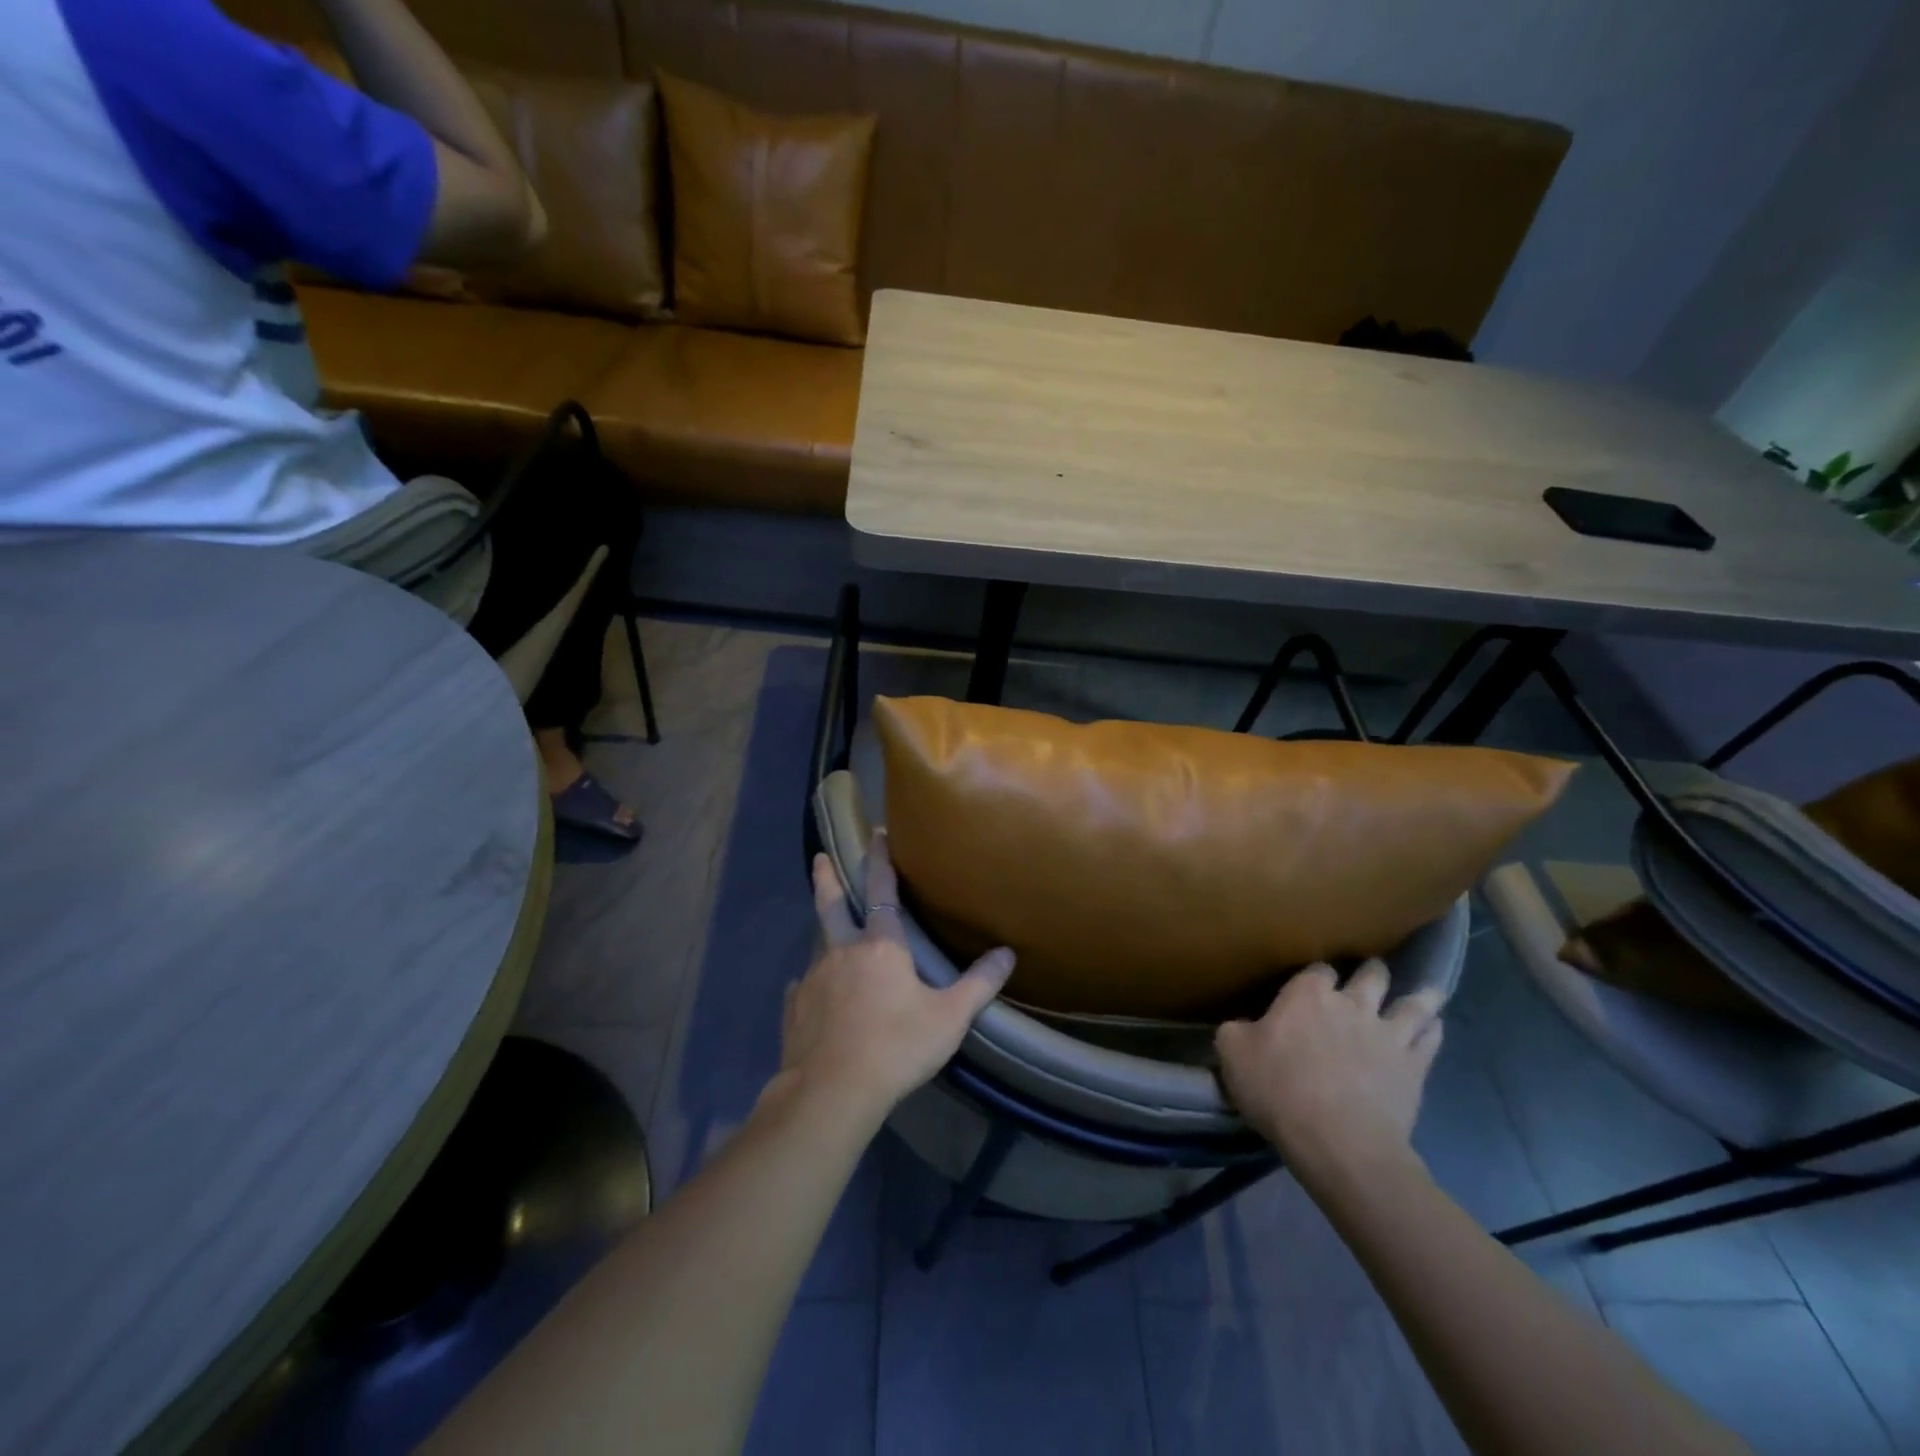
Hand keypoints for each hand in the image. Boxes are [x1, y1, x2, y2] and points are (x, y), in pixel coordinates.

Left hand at [782, 832, 1015, 1120]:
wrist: (832, 1091)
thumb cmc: (897, 1046)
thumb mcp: (949, 1018)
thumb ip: (979, 984)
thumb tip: (1007, 953)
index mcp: (881, 946)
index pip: (880, 890)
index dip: (880, 860)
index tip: (875, 833)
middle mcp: (843, 952)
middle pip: (832, 906)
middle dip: (827, 879)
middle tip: (820, 857)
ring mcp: (813, 979)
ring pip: (819, 947)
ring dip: (825, 936)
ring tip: (829, 938)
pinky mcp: (794, 1009)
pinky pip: (802, 989)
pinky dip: (810, 986)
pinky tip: (810, 995)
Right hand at [1215, 961, 1444, 1186]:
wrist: (1339, 1142)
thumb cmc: (1279, 1090)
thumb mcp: (1232, 1054)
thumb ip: (1235, 1031)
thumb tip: (1241, 1026)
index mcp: (1306, 995)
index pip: (1317, 970)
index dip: (1317, 977)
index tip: (1312, 986)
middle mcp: (1351, 1003)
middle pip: (1370, 976)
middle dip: (1372, 972)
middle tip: (1371, 974)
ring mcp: (1388, 1034)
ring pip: (1412, 1002)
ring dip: (1420, 995)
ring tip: (1426, 990)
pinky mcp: (1414, 1066)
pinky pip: (1430, 1038)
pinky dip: (1433, 1028)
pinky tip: (1434, 1025)